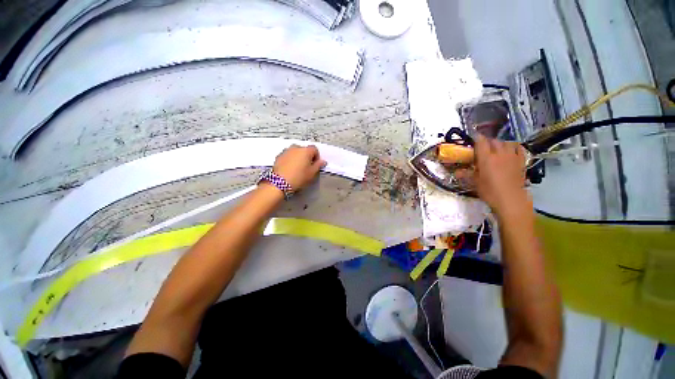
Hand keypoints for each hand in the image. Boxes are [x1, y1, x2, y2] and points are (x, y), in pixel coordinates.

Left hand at [272, 145, 326, 190]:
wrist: (279, 183)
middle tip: (307, 166)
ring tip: (298, 168)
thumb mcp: (312, 173)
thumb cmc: (298, 177)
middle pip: (304, 149)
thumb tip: (323, 161)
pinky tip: (290, 169)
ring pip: (295, 152)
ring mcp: (286, 151)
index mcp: (306, 150)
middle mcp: (295, 148)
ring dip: (298, 157)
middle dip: (307, 156)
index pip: (314, 149)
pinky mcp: (278, 156)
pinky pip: (287, 155)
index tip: (315, 164)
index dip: (316, 156)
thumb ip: (318, 165)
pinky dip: (290, 159)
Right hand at [474, 135, 530, 215]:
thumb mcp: (475, 183)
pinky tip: (510, 150)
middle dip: (487, 142)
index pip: (481, 142)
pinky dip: (513, 146)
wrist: (511, 199)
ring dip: (500, 143)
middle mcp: (499, 154)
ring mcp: (512, 156)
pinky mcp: (521, 161)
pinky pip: (518, 148)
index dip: (476, 138)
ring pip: (506, 142)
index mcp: (486, 158)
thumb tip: (456, 172)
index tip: (472, 138)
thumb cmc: (490, 191)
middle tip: (482, 148)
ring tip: (496, 148)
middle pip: (493, 141)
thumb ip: (466, 174)